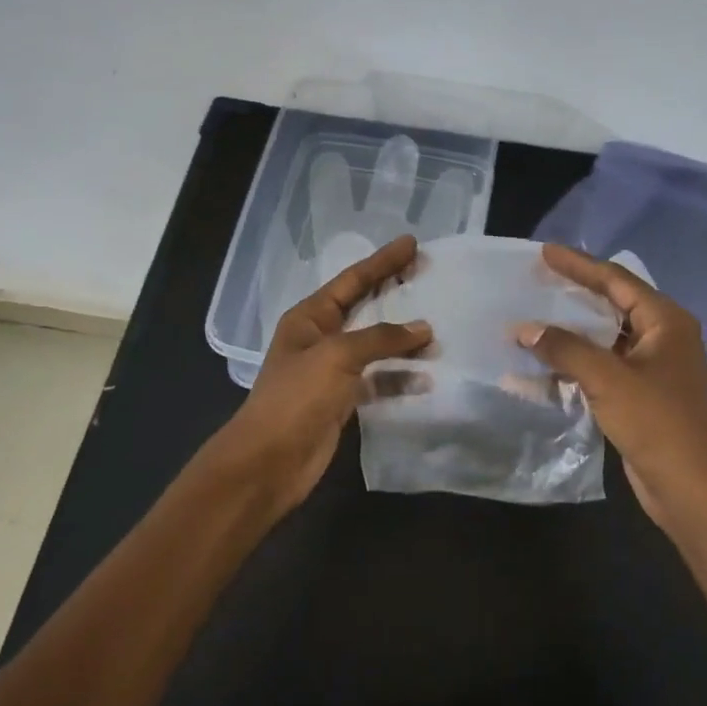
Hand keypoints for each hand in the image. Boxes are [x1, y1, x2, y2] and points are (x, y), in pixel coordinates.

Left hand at [219, 234, 430, 513]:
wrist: (269, 462)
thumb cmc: (296, 398)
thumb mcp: (336, 356)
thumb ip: (381, 338)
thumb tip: (423, 328)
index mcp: (310, 317)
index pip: (352, 280)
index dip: (382, 261)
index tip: (412, 243)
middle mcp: (321, 337)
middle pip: (364, 306)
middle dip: (394, 291)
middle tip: (428, 274)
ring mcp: (332, 370)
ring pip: (375, 345)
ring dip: (403, 338)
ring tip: (437, 327)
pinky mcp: (343, 400)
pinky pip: (378, 378)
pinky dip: (400, 376)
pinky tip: (426, 377)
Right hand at [521, 243, 706, 532]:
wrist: (692, 489)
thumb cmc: (657, 423)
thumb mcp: (607, 379)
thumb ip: (564, 348)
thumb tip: (523, 329)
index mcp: (665, 321)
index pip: (616, 280)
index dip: (579, 264)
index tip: (544, 252)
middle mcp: (662, 336)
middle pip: (611, 304)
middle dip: (574, 293)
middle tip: (537, 279)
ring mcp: (652, 367)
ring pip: (604, 337)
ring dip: (570, 331)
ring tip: (533, 317)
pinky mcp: (640, 394)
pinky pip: (602, 366)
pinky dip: (574, 362)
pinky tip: (543, 363)